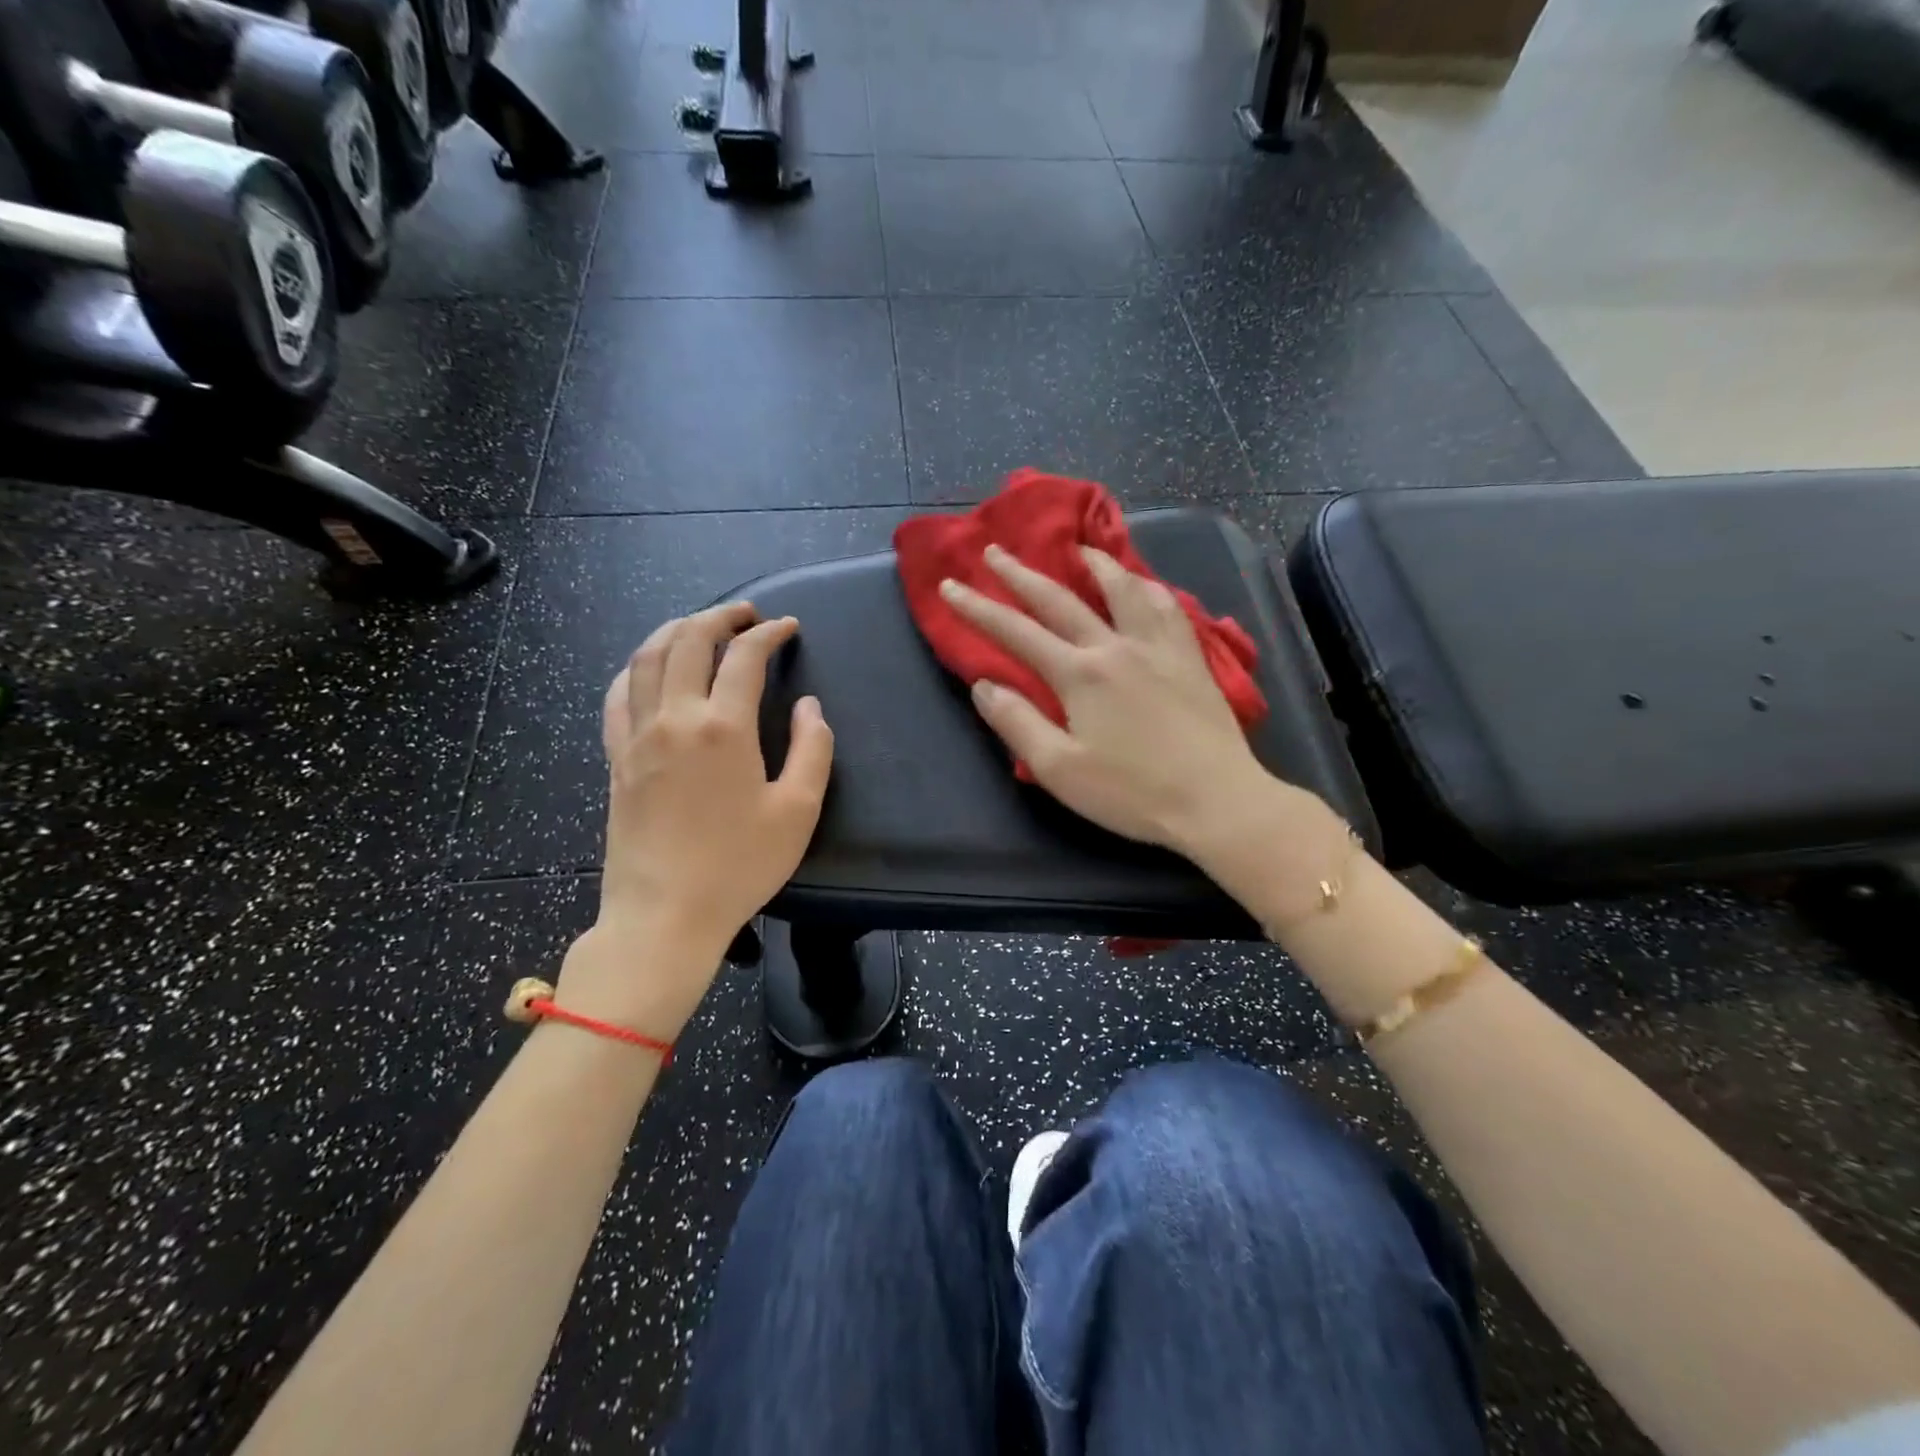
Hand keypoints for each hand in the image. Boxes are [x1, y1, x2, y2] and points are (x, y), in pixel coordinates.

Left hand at [559, 602, 833, 1036]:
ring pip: (646, 658)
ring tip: (700, 626)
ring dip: (675, 630)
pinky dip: (635, 668)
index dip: (769, 633)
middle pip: (689, 641)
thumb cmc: (739, 866)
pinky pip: (617, 695)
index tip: (787, 627)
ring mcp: (637, 736)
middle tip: (746, 614)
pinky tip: (648, 668)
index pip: (744, 657)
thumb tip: (808, 707)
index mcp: (724, 728)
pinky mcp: (616, 758)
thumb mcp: (798, 811)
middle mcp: (675, 718)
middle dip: (719, 616)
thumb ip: (812, 750)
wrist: (664, 915)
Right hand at [940, 544, 1294, 860]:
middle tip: (996, 550)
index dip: (978, 608)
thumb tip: (983, 684)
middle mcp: (1115, 646)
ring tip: (1078, 548)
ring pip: (1122, 589)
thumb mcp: (1058, 769)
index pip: (1016, 632)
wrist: (1216, 800)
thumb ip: (1017, 723)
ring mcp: (1158, 647)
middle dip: (1021, 574)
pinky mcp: (1191, 657)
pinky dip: (1147, 587)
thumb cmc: (1131, 792)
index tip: (950, 587)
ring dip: (1094, 564)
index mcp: (1079, 674)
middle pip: (1060, 599)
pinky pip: (1167, 606)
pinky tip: (1143, 584)